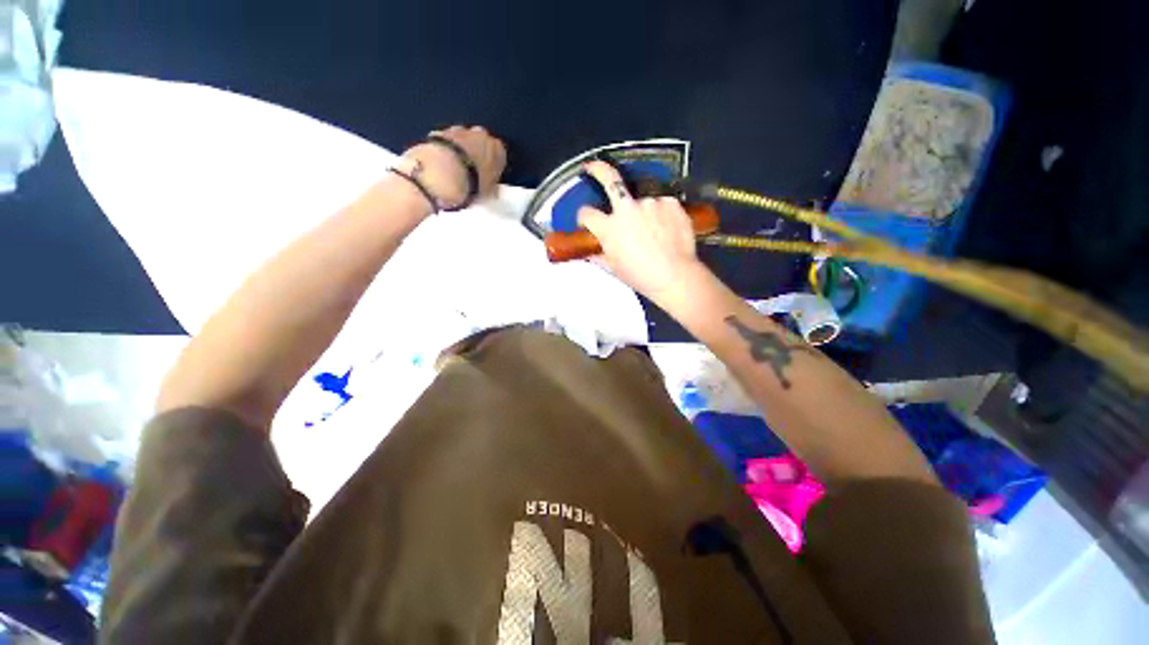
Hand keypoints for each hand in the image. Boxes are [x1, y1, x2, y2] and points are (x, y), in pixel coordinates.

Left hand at [404, 125, 506, 207]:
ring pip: (463, 139)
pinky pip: (445, 140)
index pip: (500, 155)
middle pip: (481, 142)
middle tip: (471, 172)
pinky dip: (445, 149)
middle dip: (476, 154)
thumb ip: (492, 188)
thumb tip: (493, 191)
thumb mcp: (488, 193)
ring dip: (460, 150)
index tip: (488, 177)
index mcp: (498, 149)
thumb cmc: (473, 184)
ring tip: (455, 169)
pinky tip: (441, 164)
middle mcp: (481, 134)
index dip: (493, 167)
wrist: (443, 174)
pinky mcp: (439, 131)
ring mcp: (459, 130)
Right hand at [577, 161, 704, 299]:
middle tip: (592, 167)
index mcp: (609, 227)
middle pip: (609, 179)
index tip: (586, 220)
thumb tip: (590, 252)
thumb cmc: (640, 276)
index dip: (584, 217)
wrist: (674, 276)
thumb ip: (599, 256)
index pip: (587, 213)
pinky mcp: (671, 202)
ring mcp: (650, 202)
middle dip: (597, 169)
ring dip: (643, 212)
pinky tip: (667, 229)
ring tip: (654, 231)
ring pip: (642, 202)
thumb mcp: (614, 268)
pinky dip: (661, 214)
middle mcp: (627, 209)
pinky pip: (661, 204)